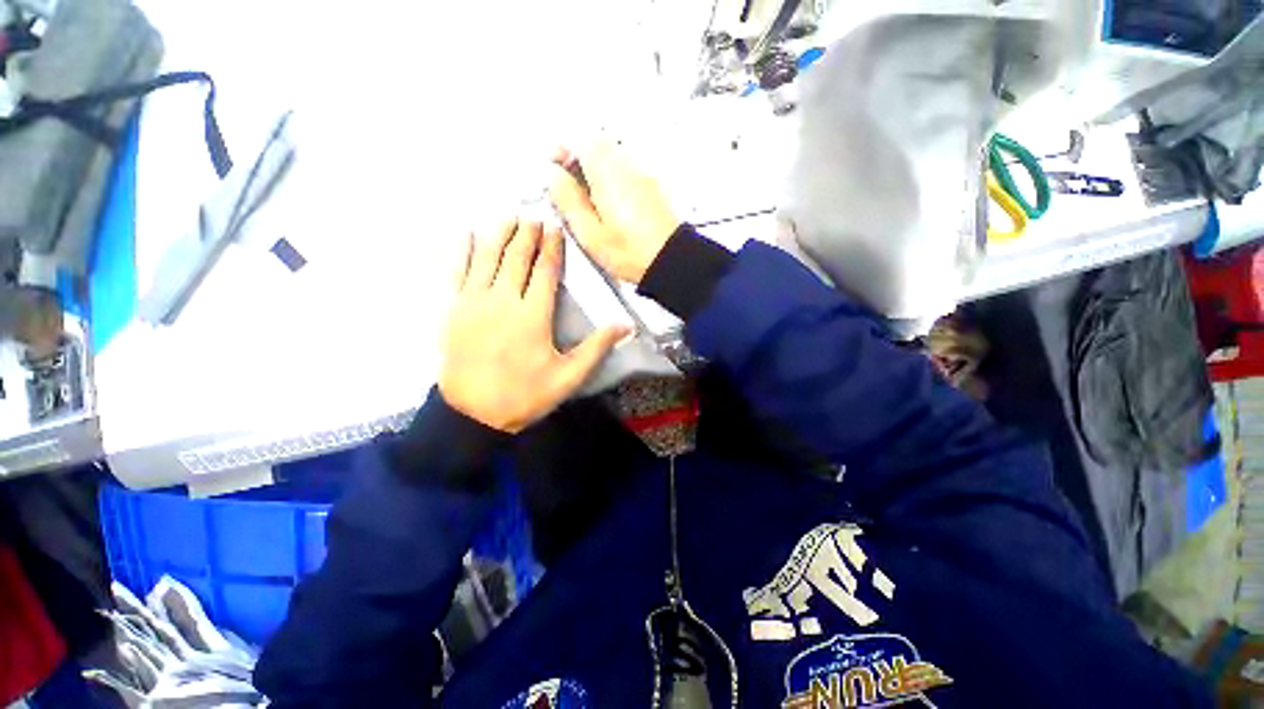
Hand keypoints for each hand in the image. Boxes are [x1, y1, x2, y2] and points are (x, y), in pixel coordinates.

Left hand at [440, 219, 629, 432]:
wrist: (473, 414)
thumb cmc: (525, 395)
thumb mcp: (568, 377)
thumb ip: (596, 348)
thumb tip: (625, 326)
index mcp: (533, 315)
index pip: (545, 271)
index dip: (552, 247)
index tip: (555, 228)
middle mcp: (503, 301)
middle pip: (517, 257)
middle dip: (527, 234)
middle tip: (535, 217)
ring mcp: (474, 302)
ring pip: (488, 257)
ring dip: (500, 234)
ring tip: (510, 216)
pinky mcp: (453, 309)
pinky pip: (457, 271)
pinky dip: (464, 250)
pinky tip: (468, 234)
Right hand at [548, 140, 679, 283]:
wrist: (671, 261)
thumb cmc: (631, 252)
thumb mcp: (590, 234)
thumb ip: (568, 201)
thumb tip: (554, 177)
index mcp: (607, 173)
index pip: (581, 141)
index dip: (564, 151)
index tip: (556, 169)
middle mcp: (627, 166)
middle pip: (597, 146)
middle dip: (579, 161)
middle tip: (571, 187)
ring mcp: (642, 175)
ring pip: (612, 159)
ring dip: (596, 172)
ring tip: (591, 202)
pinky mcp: (652, 187)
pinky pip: (626, 173)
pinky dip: (613, 182)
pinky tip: (612, 207)